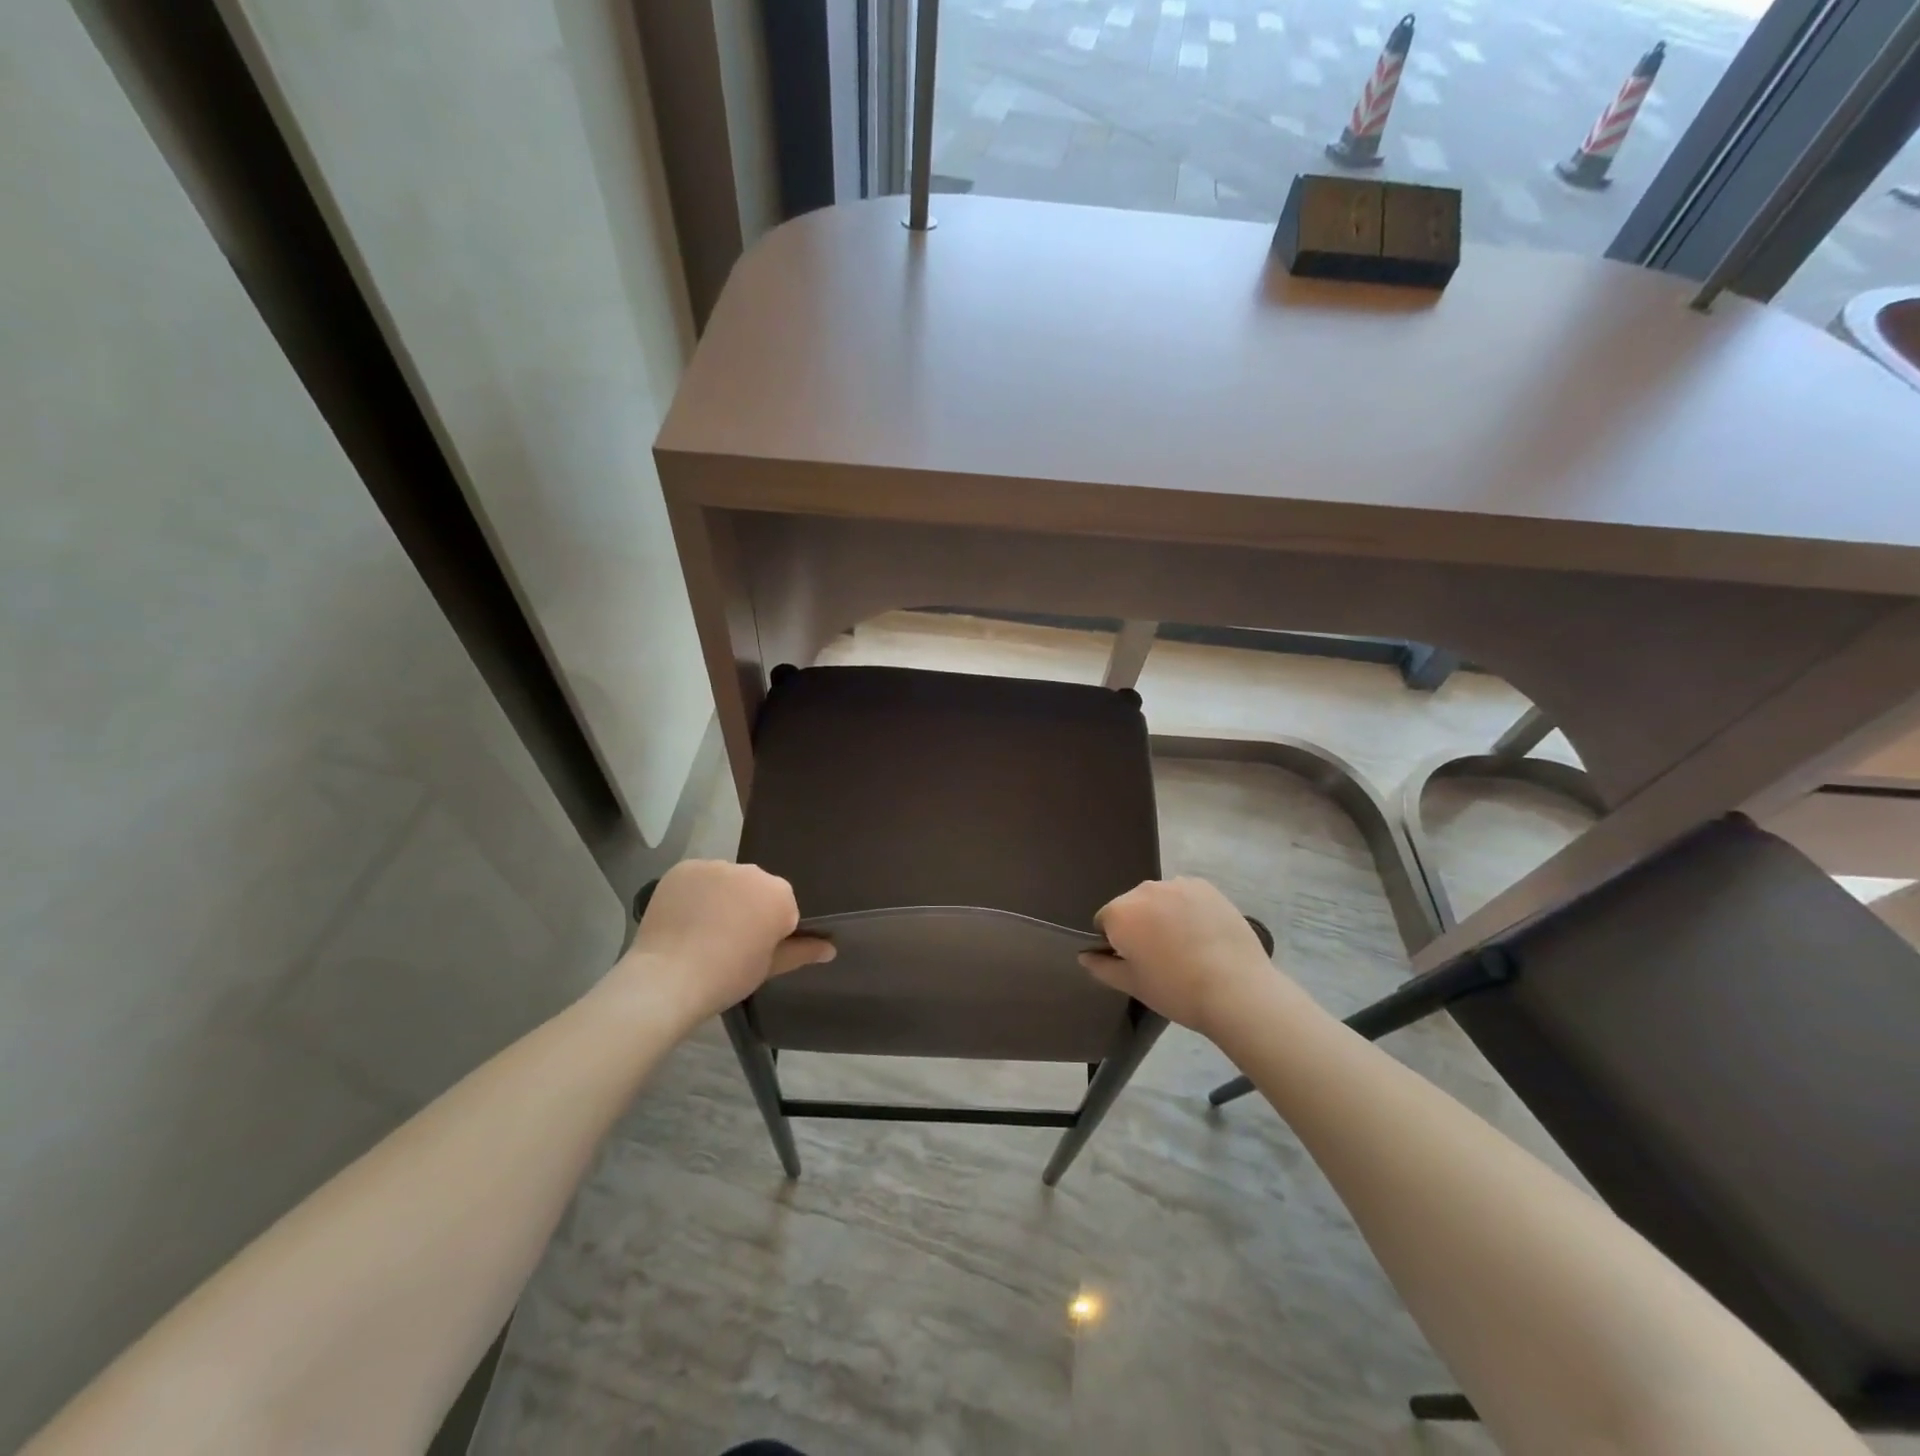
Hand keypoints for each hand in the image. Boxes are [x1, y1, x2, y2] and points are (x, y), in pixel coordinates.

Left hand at [609, 860, 833, 1029]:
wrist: (668, 978)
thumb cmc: (728, 975)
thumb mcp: (770, 967)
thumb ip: (802, 951)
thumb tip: (831, 949)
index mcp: (779, 894)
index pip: (782, 908)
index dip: (769, 930)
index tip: (753, 951)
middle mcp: (752, 871)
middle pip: (755, 889)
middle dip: (747, 908)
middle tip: (727, 942)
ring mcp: (716, 866)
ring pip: (726, 881)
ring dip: (721, 898)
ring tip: (701, 931)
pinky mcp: (684, 868)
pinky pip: (697, 878)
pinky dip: (694, 893)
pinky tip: (683, 918)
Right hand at [1079, 877, 1290, 1039]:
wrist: (1236, 989)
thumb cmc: (1176, 990)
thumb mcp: (1132, 984)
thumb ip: (1102, 967)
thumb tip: (1084, 956)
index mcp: (1121, 912)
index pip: (1105, 922)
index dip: (1116, 943)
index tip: (1136, 962)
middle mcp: (1144, 889)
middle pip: (1132, 906)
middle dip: (1140, 925)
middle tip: (1161, 956)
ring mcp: (1177, 884)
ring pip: (1159, 898)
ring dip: (1164, 914)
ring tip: (1186, 945)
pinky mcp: (1206, 886)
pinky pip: (1185, 894)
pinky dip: (1188, 908)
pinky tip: (1204, 933)